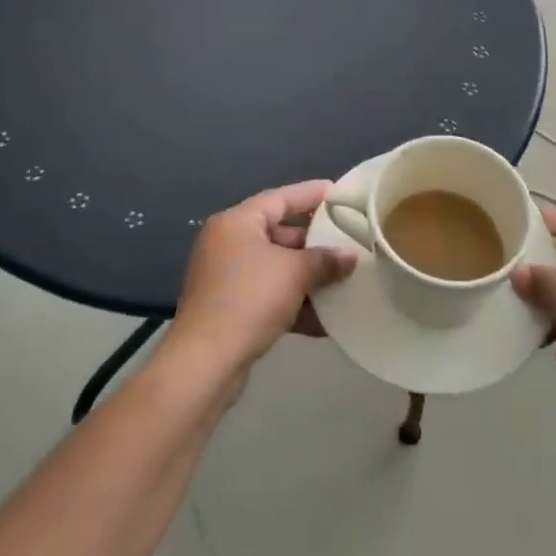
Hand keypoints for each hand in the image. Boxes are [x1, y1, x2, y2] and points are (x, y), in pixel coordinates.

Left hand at [169, 181, 356, 376]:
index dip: (311, 194)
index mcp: (237, 222)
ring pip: (275, 268)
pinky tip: (323, 320)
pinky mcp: (229, 308)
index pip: (280, 198)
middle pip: (278, 233)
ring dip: (307, 277)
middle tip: (346, 242)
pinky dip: (293, 303)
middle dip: (313, 243)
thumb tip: (349, 257)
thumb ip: (324, 260)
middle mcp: (227, 243)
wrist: (205, 362)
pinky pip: (268, 295)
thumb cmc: (250, 299)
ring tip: (342, 280)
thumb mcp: (294, 273)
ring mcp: (226, 277)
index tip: (339, 193)